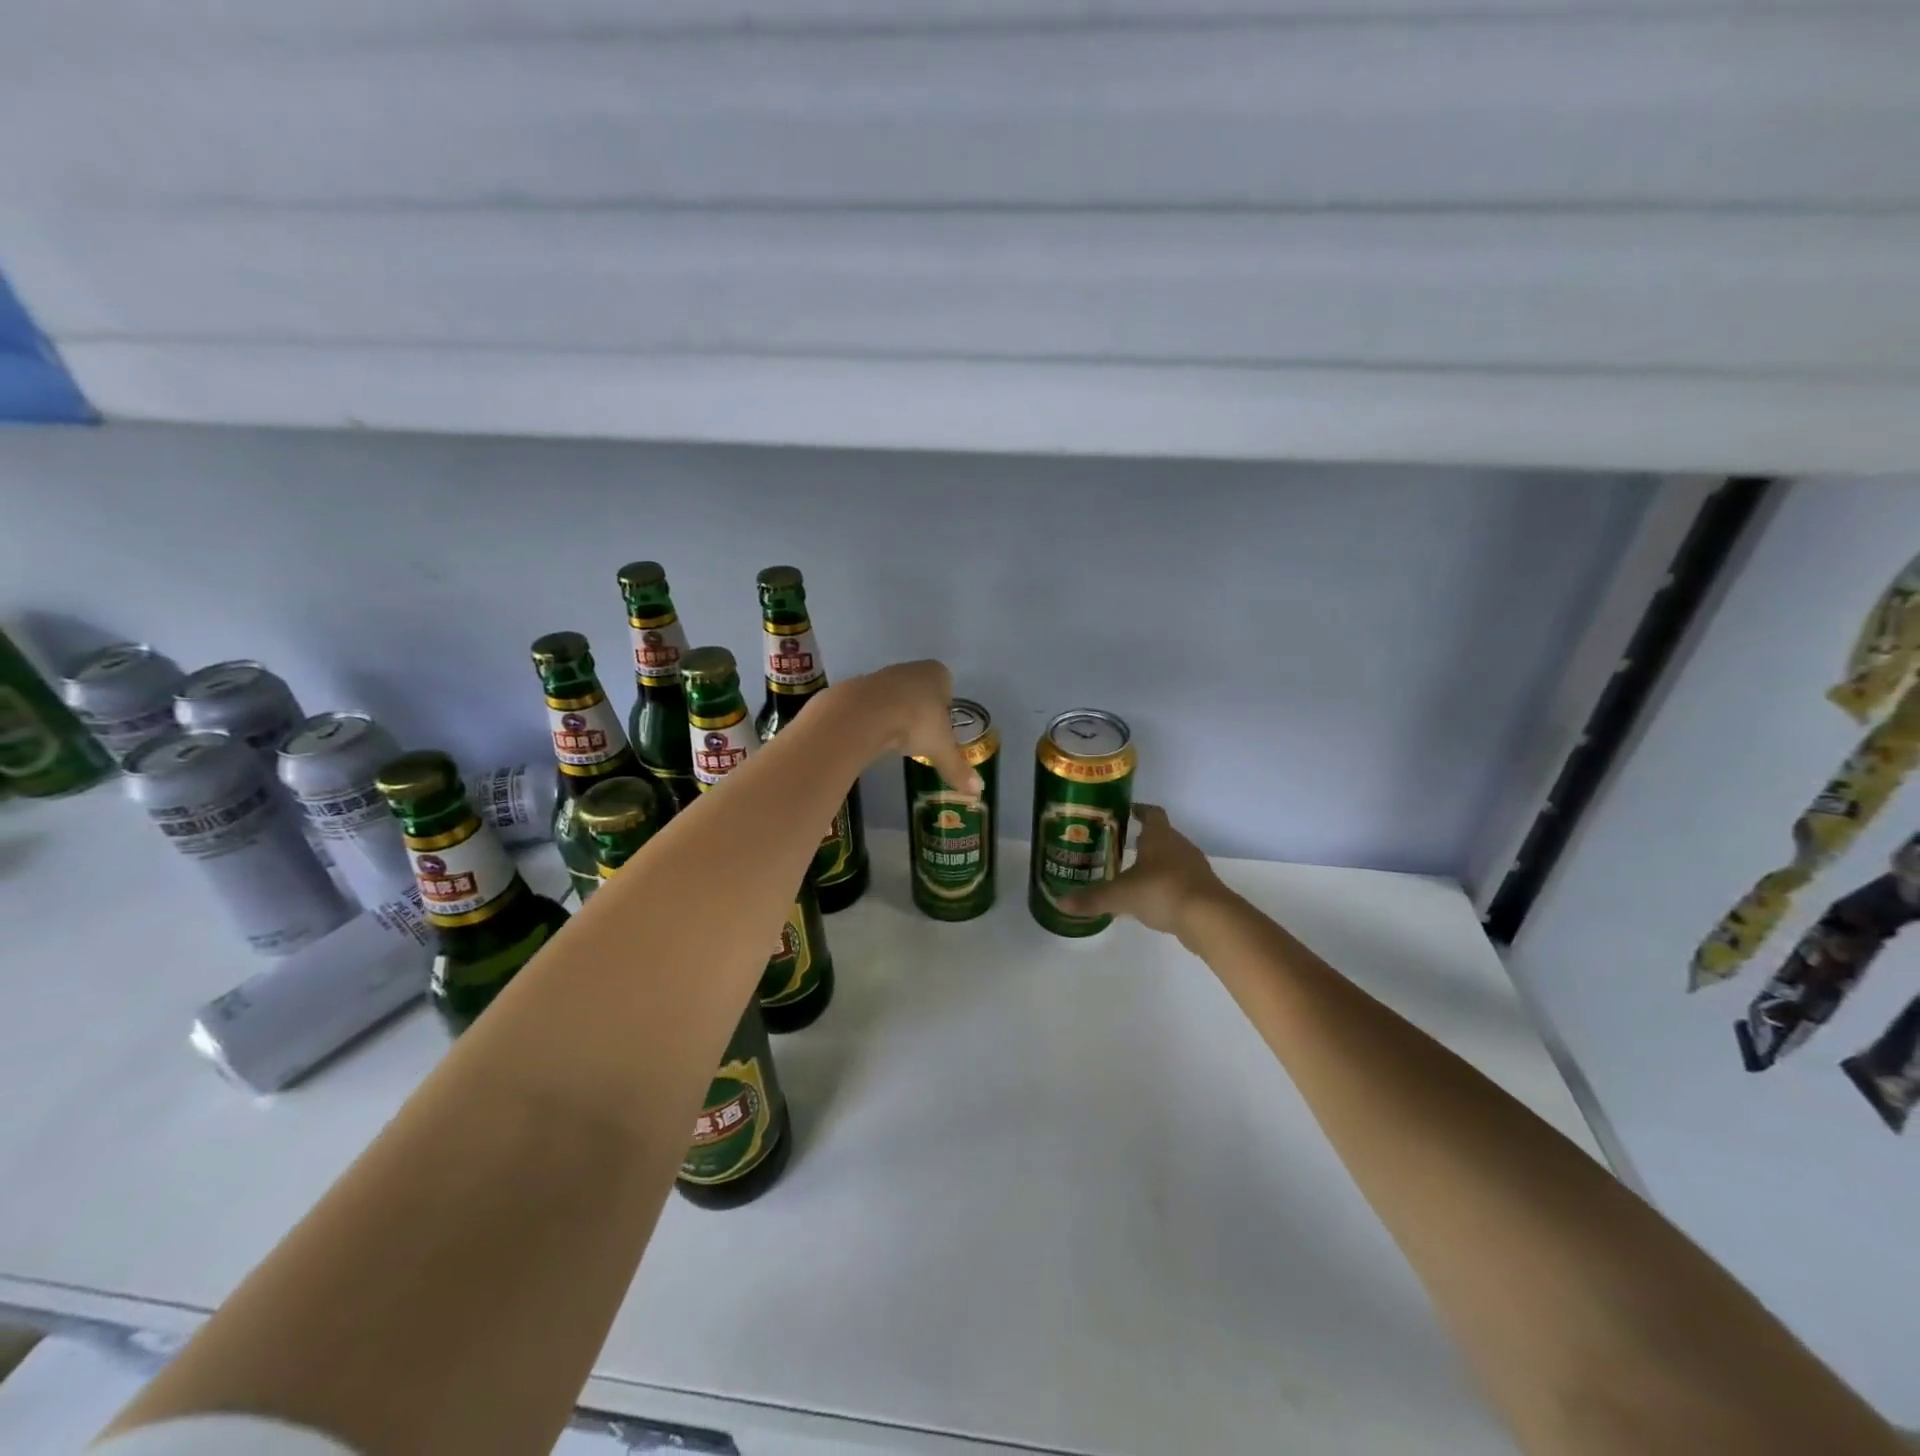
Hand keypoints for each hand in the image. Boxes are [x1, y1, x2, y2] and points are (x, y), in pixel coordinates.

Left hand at [837, 660, 983, 795]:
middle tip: (919, 736)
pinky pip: (872, 703)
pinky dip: (874, 717)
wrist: (864, 714)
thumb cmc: (914, 723)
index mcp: (937, 674)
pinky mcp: (858, 685)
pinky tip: (874, 735)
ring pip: (895, 694)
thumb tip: (978, 790)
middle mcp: (911, 668)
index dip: (945, 708)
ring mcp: (882, 674)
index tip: (940, 729)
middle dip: (920, 710)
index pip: (947, 686)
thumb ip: (958, 768)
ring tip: (896, 738)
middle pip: (920, 689)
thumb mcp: (941, 749)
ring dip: (896, 712)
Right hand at [1062, 803, 1230, 938]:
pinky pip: (1181, 880)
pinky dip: (1167, 884)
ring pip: (1172, 858)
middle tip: (1121, 845)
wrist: (1210, 918)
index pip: (1151, 813)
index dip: (1139, 810)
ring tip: (1134, 873)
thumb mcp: (1121, 895)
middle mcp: (1179, 845)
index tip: (1127, 811)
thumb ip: (1092, 898)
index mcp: (1159, 836)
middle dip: (1143, 839)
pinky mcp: (1203, 889)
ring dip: (1156, 863)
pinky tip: (1153, 898)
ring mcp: (1194, 867)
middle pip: (1162, 835)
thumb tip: (1061, 903)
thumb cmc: (1162, 891)